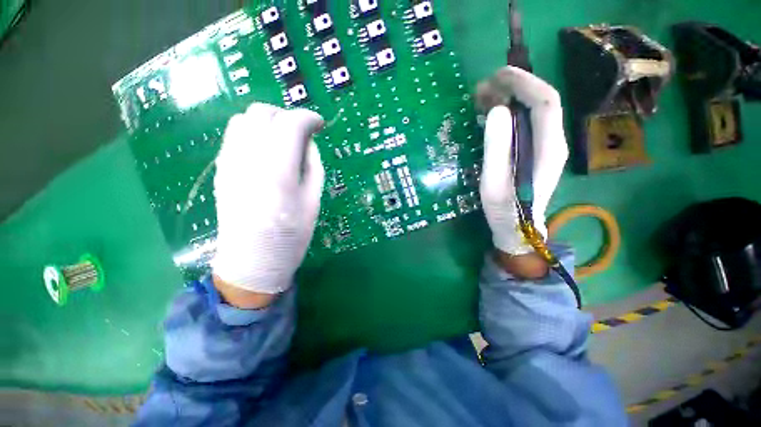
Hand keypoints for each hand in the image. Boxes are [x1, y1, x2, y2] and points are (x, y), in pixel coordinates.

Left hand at [211, 103, 324, 302]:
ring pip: (244, 119)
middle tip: (302, 133)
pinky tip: (266, 150)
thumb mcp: (314, 201)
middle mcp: (248, 159)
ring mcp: (229, 162)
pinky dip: (253, 132)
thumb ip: (313, 165)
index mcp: (278, 171)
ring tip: (284, 139)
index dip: (308, 118)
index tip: (320, 125)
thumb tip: (309, 142)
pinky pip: (234, 135)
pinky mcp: (221, 169)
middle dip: (287, 115)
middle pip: (263, 113)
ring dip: (268, 122)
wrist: (251, 261)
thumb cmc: (291, 236)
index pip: (290, 123)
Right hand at [478, 66, 568, 257]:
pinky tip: (491, 112)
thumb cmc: (504, 209)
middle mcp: (553, 141)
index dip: (523, 82)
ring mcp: (546, 145)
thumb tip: (496, 110)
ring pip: (533, 109)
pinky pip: (525, 121)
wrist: (517, 228)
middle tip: (482, 87)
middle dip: (514, 86)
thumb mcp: (494, 181)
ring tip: (482, 96)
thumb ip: (496, 147)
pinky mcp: (535, 149)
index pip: (544, 101)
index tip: (497, 76)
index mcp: (547, 148)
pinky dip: (509, 111)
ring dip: (510, 97)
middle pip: (540, 100)